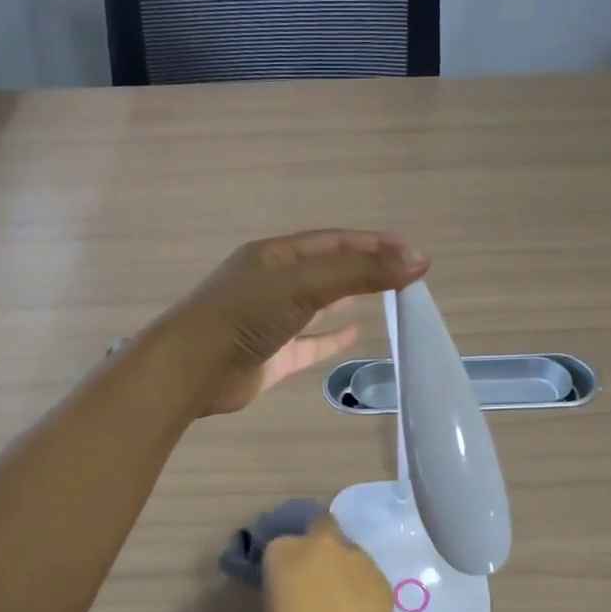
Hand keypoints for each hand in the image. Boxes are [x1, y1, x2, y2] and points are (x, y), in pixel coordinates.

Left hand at [161, 230, 428, 416]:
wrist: (191, 370)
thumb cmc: (245, 314)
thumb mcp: (305, 284)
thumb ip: (361, 273)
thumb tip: (418, 261)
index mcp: (275, 255)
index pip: (333, 241)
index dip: (373, 244)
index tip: (412, 252)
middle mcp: (272, 283)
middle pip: (327, 270)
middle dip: (365, 268)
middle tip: (406, 273)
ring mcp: (270, 320)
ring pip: (318, 305)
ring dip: (350, 298)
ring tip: (388, 297)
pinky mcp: (271, 356)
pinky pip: (308, 343)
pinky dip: (331, 338)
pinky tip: (355, 335)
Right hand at [261, 516, 410, 611]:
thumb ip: (280, 596)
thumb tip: (291, 594)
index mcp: (283, 551)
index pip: (276, 547)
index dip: (281, 565)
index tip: (282, 584)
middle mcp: (319, 543)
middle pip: (319, 526)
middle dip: (317, 543)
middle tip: (315, 573)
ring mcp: (354, 554)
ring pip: (346, 551)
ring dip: (342, 566)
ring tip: (342, 599)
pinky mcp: (380, 573)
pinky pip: (366, 573)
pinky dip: (362, 585)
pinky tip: (361, 611)